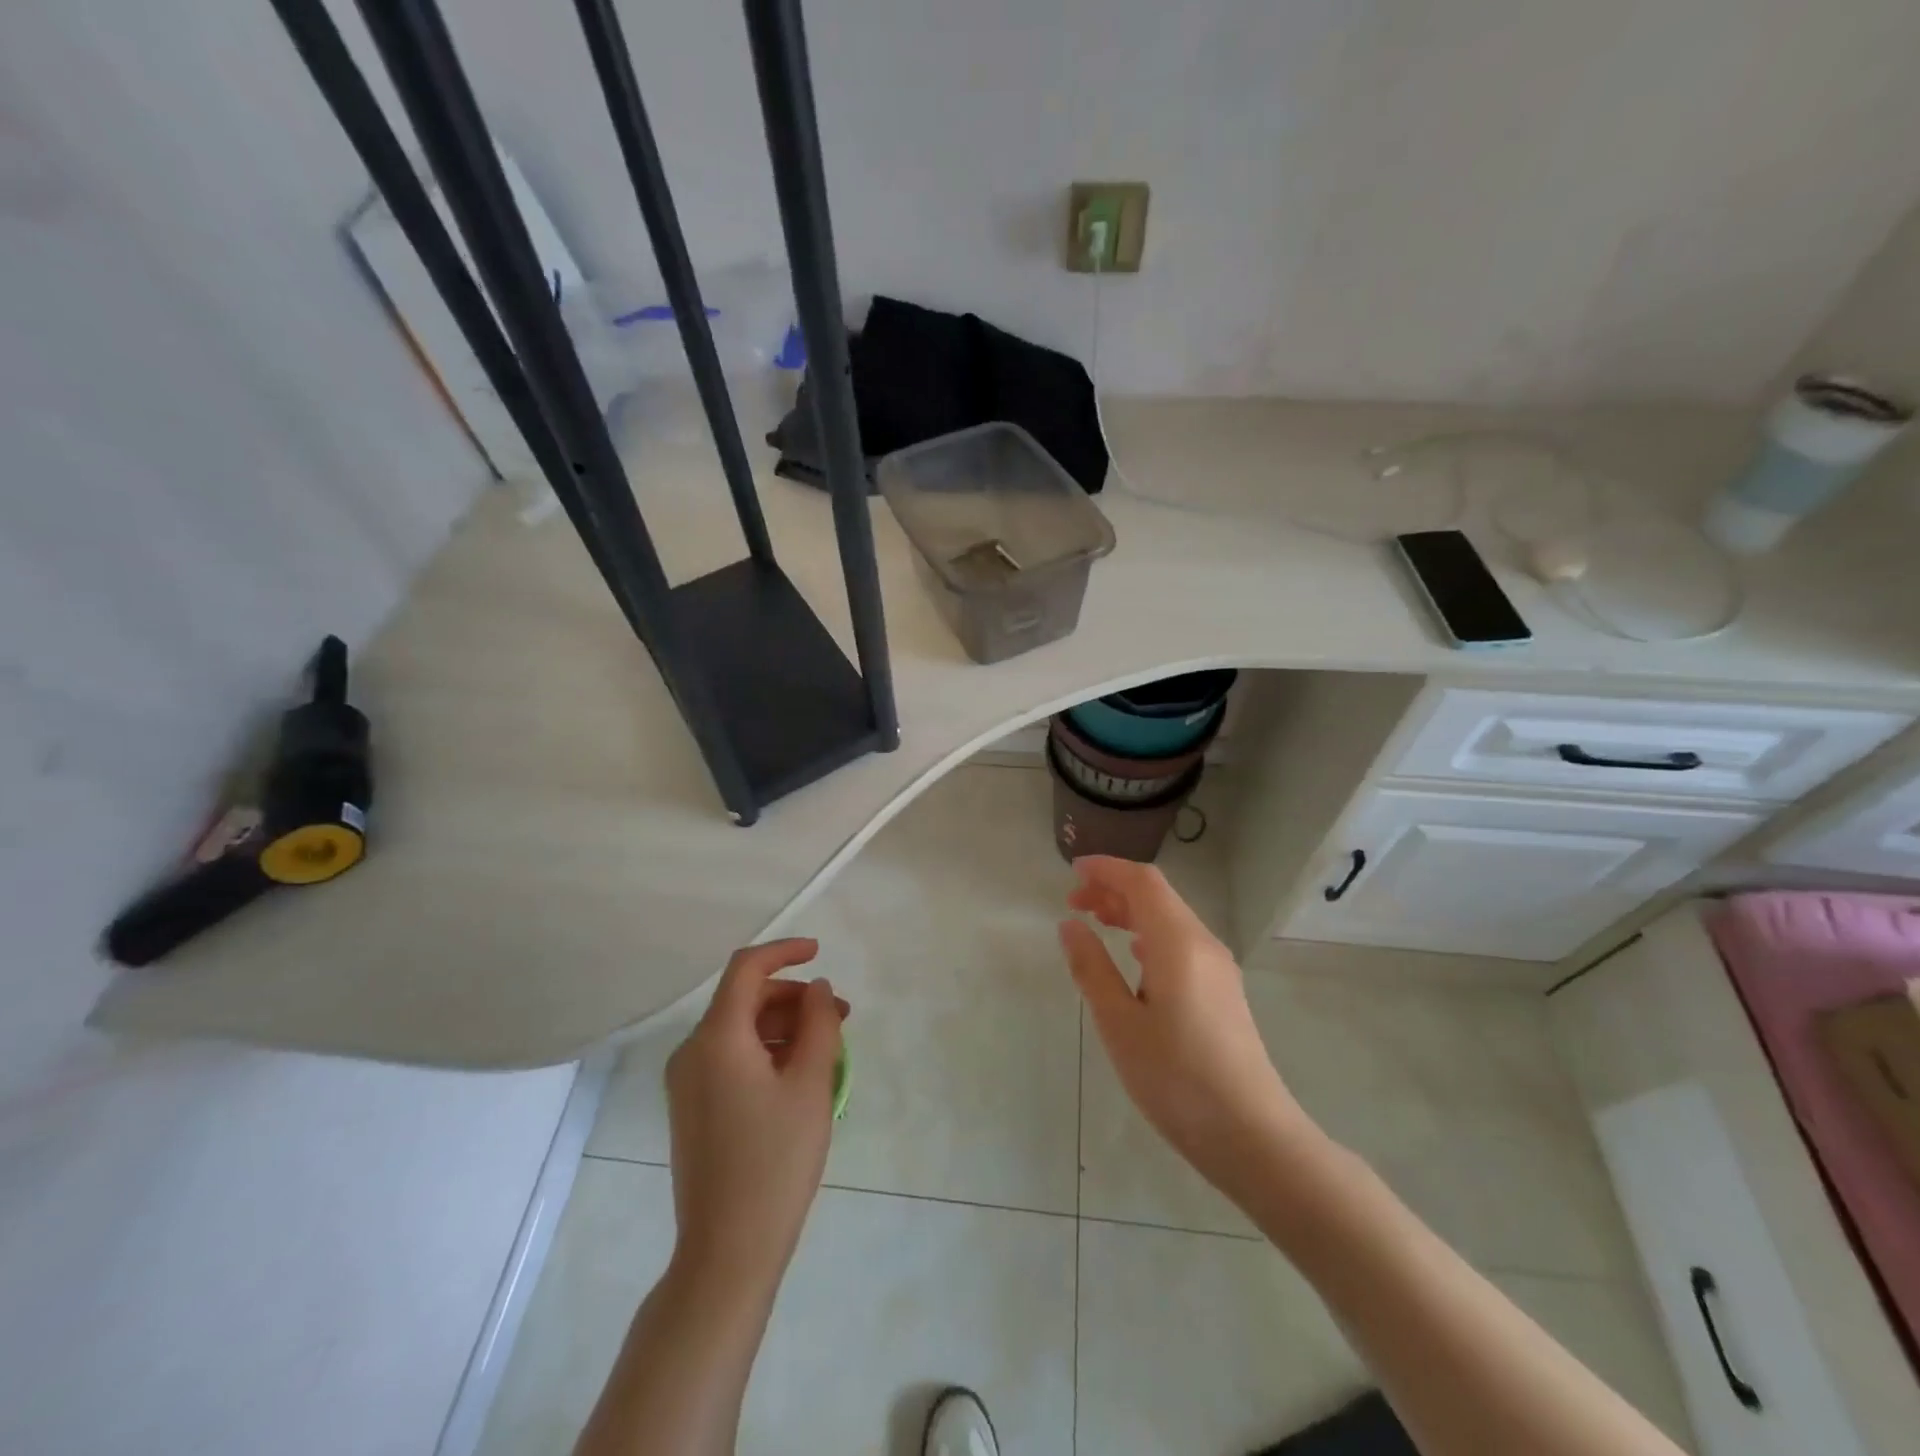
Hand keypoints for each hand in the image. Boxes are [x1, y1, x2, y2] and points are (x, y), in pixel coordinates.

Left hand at [664, 939, 848, 1283]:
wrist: (727, 1251)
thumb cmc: (776, 1161)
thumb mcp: (810, 1084)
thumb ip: (818, 1023)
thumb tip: (817, 989)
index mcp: (717, 1039)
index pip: (746, 969)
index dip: (784, 951)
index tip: (820, 952)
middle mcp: (692, 1051)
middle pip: (744, 999)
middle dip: (794, 997)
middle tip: (839, 1015)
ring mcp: (687, 1082)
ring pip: (739, 1029)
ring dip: (783, 1025)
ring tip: (827, 1047)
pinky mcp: (692, 1107)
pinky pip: (731, 1057)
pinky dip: (766, 1050)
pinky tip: (798, 1074)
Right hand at [1059, 856, 1314, 1199]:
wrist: (1252, 1136)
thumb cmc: (1177, 1078)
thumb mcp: (1119, 1024)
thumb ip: (1092, 968)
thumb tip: (1070, 925)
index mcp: (1179, 943)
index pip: (1142, 882)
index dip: (1107, 869)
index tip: (1073, 871)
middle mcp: (1203, 945)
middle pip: (1158, 897)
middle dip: (1114, 890)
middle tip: (1073, 901)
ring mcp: (1218, 969)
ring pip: (1170, 920)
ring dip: (1131, 913)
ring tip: (1095, 922)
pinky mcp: (1223, 992)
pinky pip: (1181, 944)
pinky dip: (1149, 936)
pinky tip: (1134, 959)